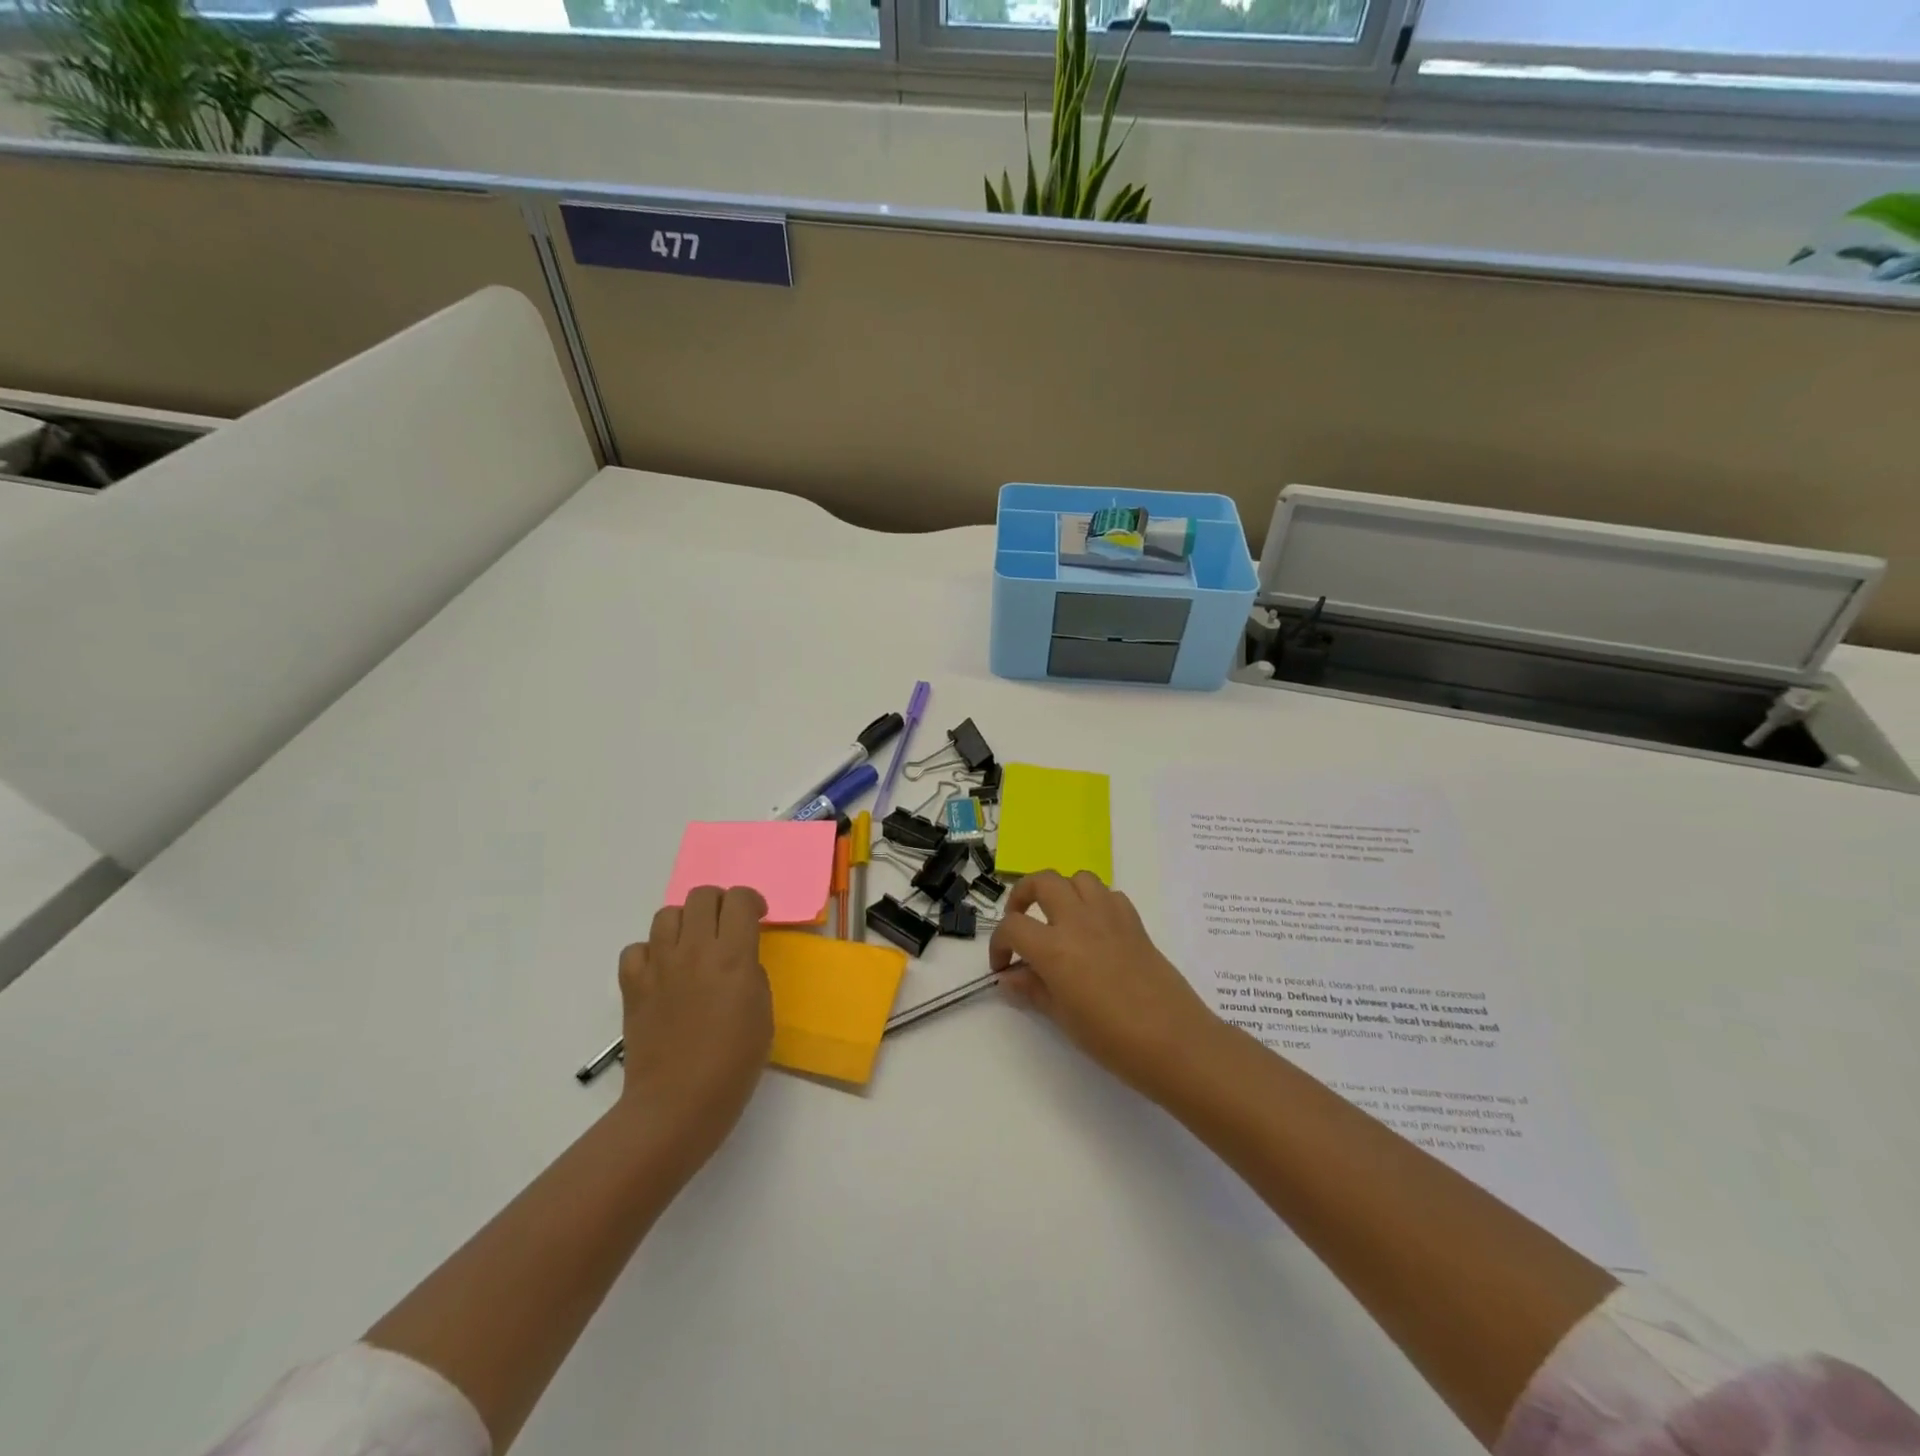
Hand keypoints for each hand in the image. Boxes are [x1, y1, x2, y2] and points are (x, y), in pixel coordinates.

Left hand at [617, 885, 772, 1161]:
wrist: (678, 1103)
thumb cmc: (733, 1063)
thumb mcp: (763, 1011)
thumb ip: (751, 973)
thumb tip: (737, 960)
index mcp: (733, 956)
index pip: (740, 899)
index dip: (751, 901)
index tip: (757, 918)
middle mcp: (694, 950)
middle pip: (702, 896)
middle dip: (719, 904)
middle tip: (725, 928)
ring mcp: (659, 966)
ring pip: (667, 914)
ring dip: (684, 923)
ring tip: (692, 946)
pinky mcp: (633, 985)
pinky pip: (636, 949)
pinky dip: (650, 953)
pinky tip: (662, 972)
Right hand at [988, 871, 1221, 1101]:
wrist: (1175, 1042)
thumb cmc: (1113, 1039)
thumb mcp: (1063, 1019)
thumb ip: (1033, 990)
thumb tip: (1010, 977)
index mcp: (1054, 947)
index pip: (1012, 927)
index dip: (998, 944)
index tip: (1002, 967)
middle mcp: (1079, 921)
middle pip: (1042, 881)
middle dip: (1023, 895)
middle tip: (1021, 922)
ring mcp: (1109, 916)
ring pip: (1078, 878)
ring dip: (1062, 891)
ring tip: (1058, 919)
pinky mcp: (1134, 922)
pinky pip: (1109, 895)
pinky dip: (1094, 902)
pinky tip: (1094, 930)